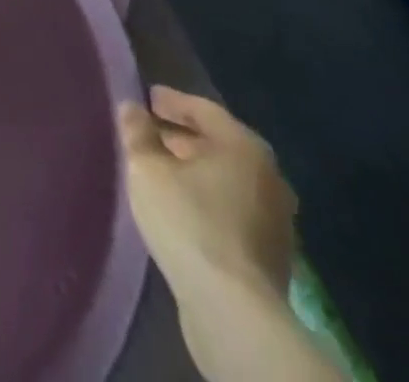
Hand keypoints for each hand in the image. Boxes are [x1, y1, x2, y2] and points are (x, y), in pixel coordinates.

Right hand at [119, 86, 296, 303]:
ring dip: (196, 171)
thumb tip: (132, 108)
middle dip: (183, 137)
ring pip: (227, 179)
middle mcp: (269, 176)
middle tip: (150, 134)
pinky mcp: (272, 255)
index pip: (203, 109)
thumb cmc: (189, 221)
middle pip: (219, 144)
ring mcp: (276, 219)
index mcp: (243, 146)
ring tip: (161, 171)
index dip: (172, 101)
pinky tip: (183, 208)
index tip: (146, 98)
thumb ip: (137, 132)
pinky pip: (234, 209)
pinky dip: (209, 199)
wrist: (234, 311)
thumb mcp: (147, 168)